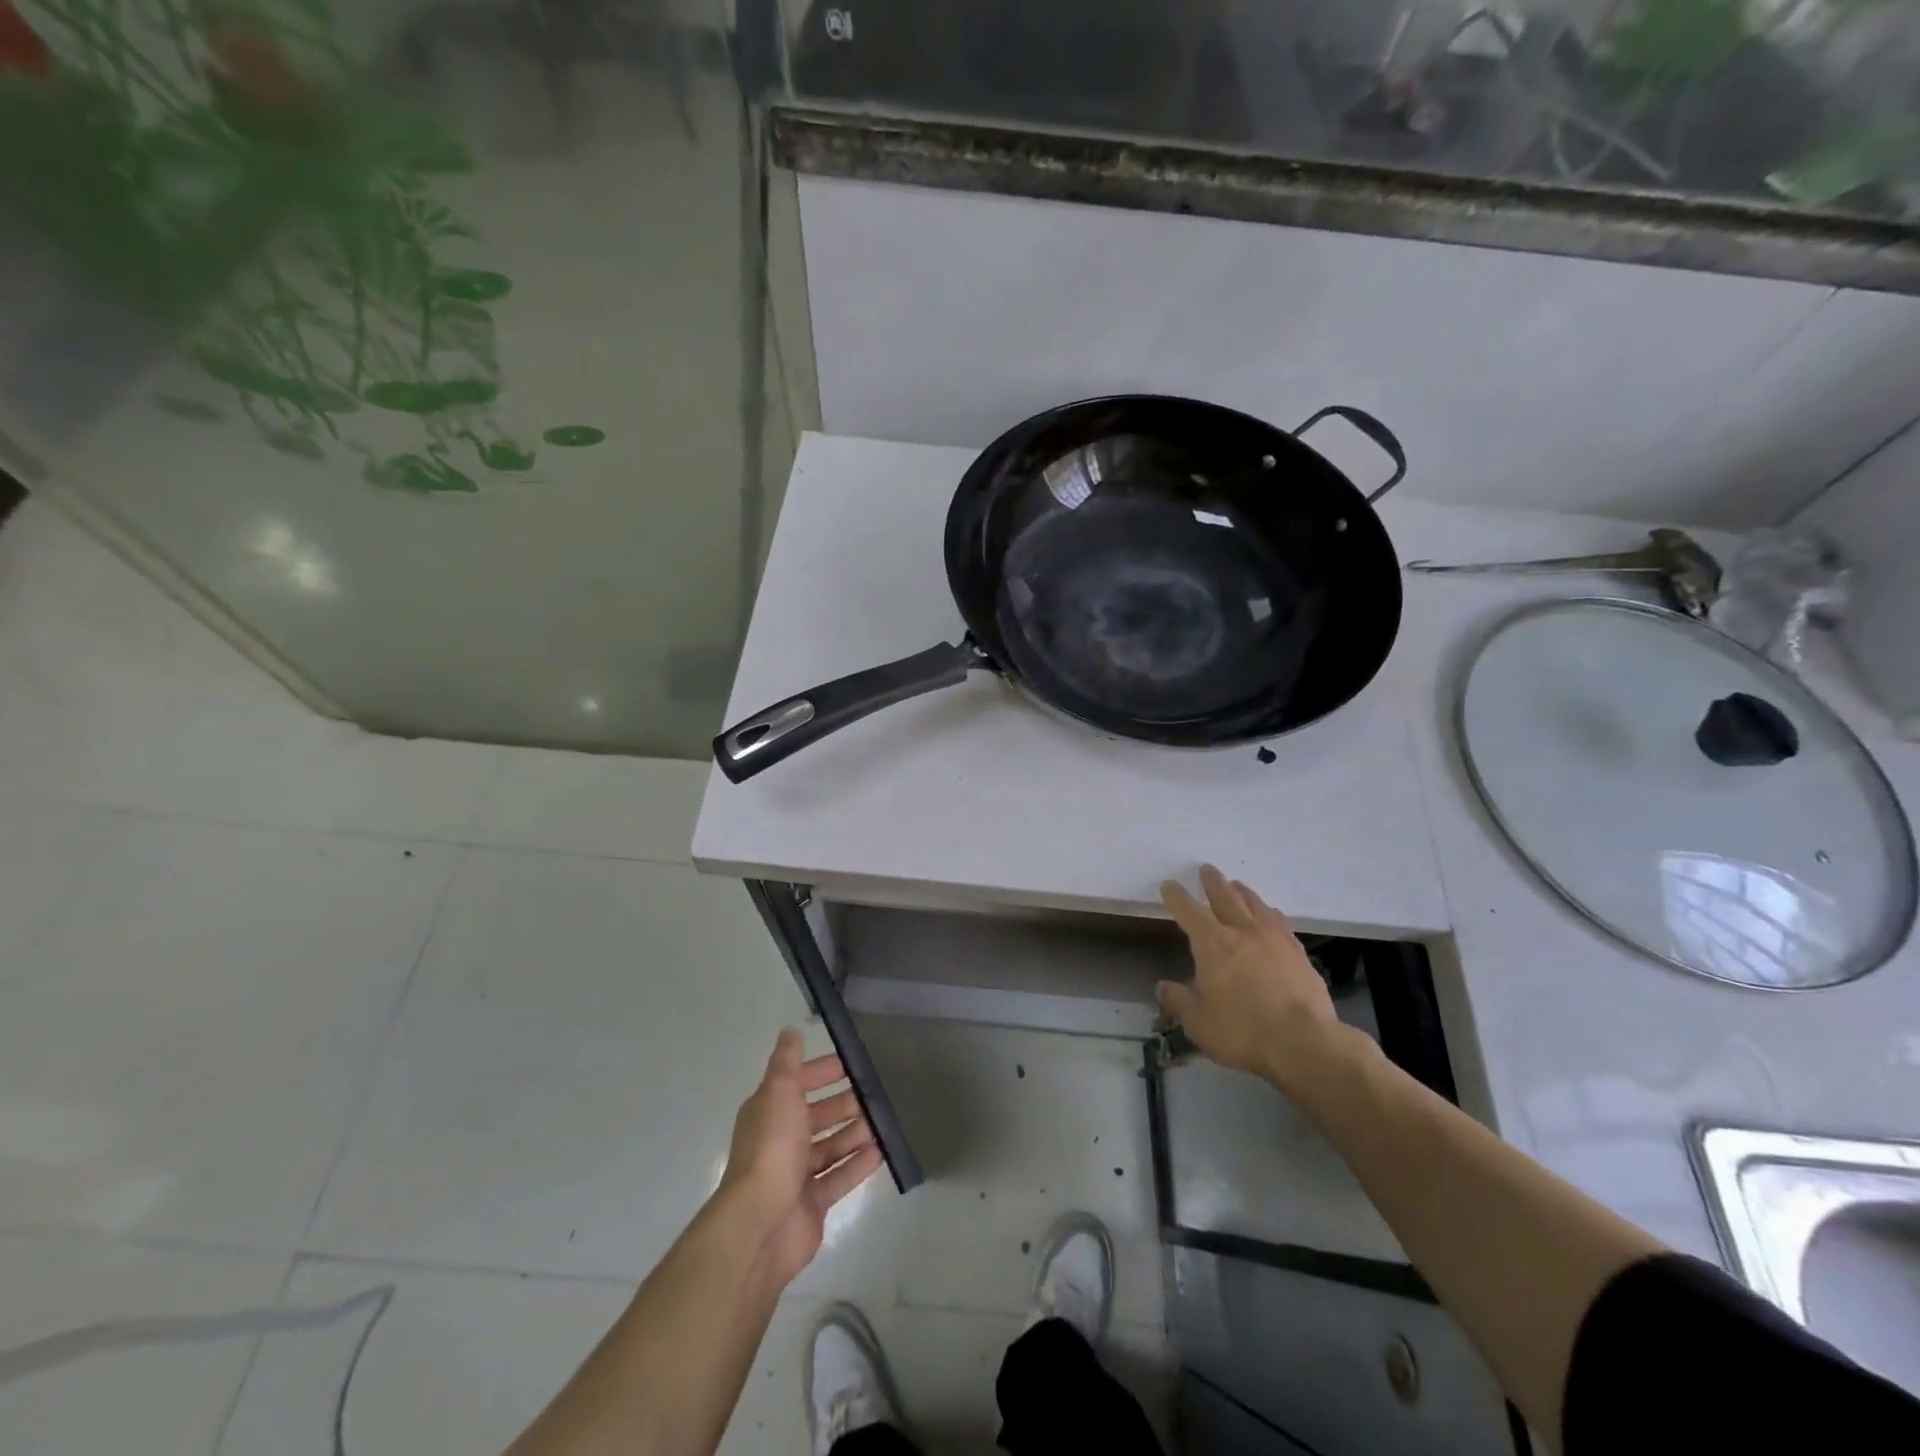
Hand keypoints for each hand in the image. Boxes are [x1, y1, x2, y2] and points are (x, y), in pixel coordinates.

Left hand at [718, 1027, 882, 1288]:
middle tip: (877, 1093)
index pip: (798, 1084)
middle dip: (844, 1103)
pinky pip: (840, 1177)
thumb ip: (787, 1062)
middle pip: (817, 1116)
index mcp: (770, 1112)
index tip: (853, 1064)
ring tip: (886, 1119)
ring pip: (831, 1146)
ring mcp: (796, 1174)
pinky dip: (859, 1163)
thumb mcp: (778, 1092)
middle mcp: (781, 1140)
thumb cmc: (771, 1149)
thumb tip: (790, 1030)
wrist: (760, 1224)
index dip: (822, 1072)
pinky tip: (884, 1151)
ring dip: (856, 1132)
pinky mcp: (813, 1203)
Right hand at [1158, 864, 1355, 1092]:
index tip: (1169, 885)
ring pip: (1256, 905)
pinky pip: (1280, 922)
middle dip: (1213, 882)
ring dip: (1243, 892)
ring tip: (1237, 886)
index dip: (1176, 896)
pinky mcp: (1299, 953)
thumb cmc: (1243, 1031)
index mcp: (1212, 943)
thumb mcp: (1198, 1022)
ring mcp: (1275, 939)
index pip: (1188, 910)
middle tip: (1207, 869)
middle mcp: (1243, 932)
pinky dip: (1269, 914)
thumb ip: (1179, 1001)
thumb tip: (1163, 987)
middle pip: (1225, 896)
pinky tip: (1271, 916)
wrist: (1305, 1043)